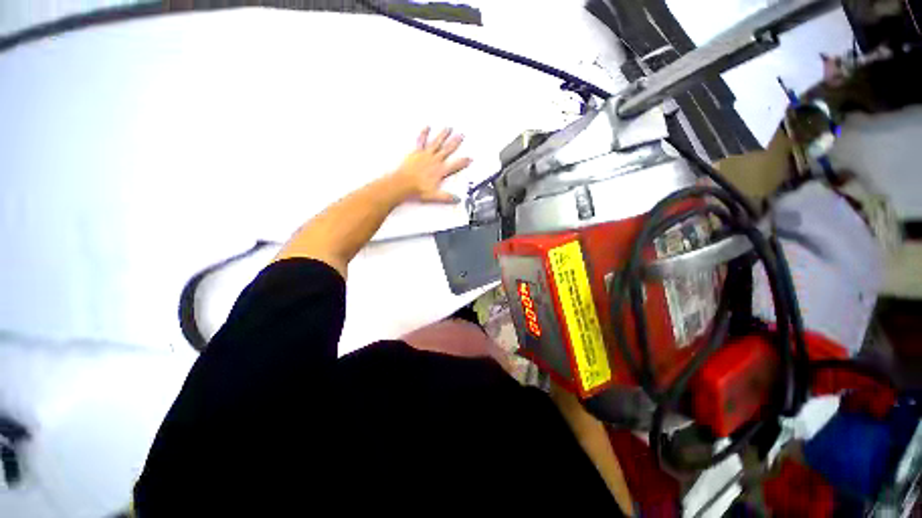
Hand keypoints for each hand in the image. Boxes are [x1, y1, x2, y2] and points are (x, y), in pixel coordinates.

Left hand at [391, 127, 472, 203]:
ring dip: (443, 135)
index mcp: (440, 171)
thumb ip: (447, 197)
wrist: (403, 184)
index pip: (455, 165)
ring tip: (449, 128)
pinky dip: (424, 133)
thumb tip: (457, 199)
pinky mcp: (417, 152)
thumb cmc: (417, 189)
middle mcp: (435, 161)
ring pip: (437, 142)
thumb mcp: (434, 196)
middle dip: (455, 142)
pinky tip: (427, 127)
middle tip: (461, 135)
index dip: (463, 162)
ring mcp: (426, 155)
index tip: (469, 158)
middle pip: (447, 150)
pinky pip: (421, 141)